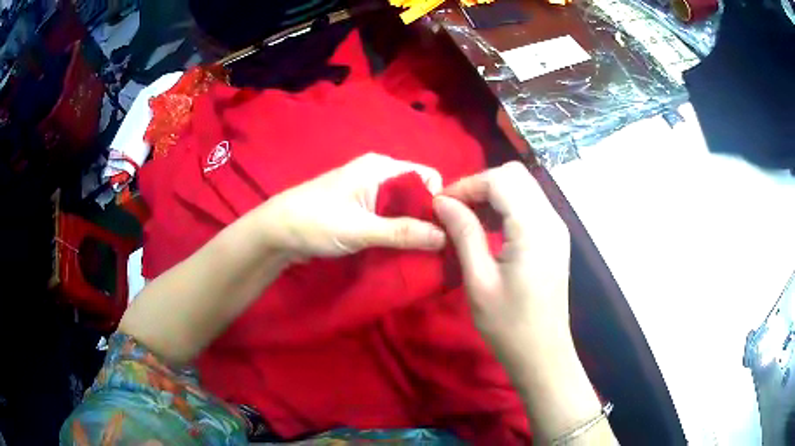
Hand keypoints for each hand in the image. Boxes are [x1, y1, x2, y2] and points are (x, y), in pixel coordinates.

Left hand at [255, 153, 445, 258]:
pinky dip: (398, 228)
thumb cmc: (315, 223)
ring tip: (421, 249)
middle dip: (427, 216)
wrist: (276, 231)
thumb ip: (403, 232)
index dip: (439, 202)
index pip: (427, 176)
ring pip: (404, 204)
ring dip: (412, 225)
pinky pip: (390, 213)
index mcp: (381, 167)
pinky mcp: (360, 206)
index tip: (443, 231)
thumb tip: (445, 237)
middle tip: (434, 246)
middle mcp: (379, 172)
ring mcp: (368, 189)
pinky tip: (401, 246)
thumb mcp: (361, 229)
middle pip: (417, 191)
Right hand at [433, 162, 571, 368]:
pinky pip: (530, 206)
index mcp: (534, 229)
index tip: (442, 203)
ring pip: (523, 187)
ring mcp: (556, 228)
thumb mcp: (479, 281)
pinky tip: (489, 229)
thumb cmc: (508, 325)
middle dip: (481, 184)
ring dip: (493, 194)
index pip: (500, 180)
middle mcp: (551, 219)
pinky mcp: (555, 238)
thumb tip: (443, 201)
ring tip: (467, 219)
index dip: (468, 184)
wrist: (542, 353)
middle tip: (455, 209)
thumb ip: (464, 233)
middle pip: (515, 176)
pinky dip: (506, 207)